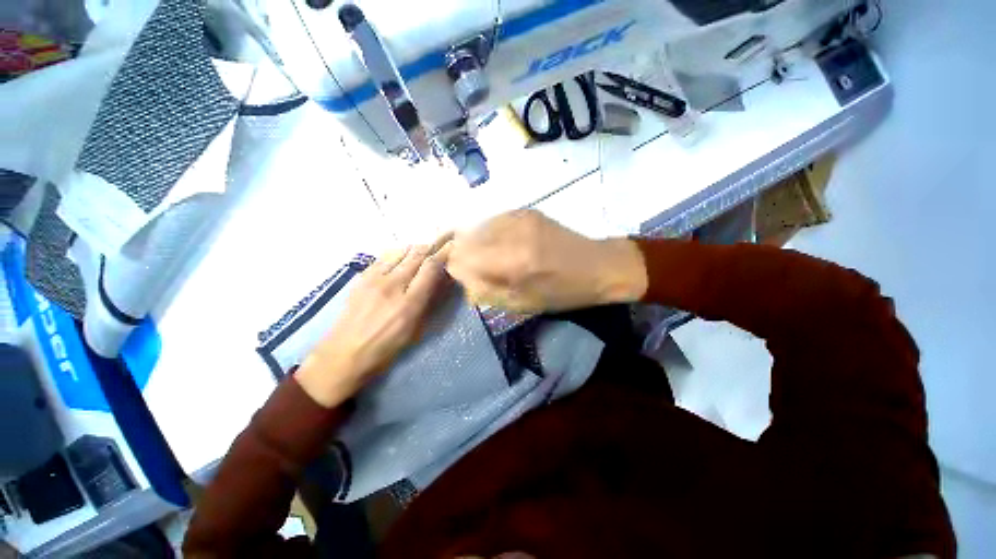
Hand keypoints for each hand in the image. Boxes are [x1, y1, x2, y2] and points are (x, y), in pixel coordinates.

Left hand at [296, 239, 451, 407]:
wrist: (344, 354)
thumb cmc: (386, 348)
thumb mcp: (416, 330)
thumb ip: (430, 302)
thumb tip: (443, 281)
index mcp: (410, 303)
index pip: (431, 267)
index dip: (445, 253)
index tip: (455, 245)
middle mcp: (393, 285)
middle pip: (417, 254)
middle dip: (433, 245)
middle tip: (444, 240)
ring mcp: (374, 279)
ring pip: (401, 251)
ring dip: (416, 249)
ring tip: (424, 251)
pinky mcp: (362, 277)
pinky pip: (384, 256)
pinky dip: (398, 253)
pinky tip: (402, 259)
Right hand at [446, 209, 646, 312]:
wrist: (597, 265)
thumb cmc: (562, 292)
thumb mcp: (522, 303)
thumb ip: (485, 289)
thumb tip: (460, 276)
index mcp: (512, 261)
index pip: (461, 258)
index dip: (457, 270)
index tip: (466, 279)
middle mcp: (512, 232)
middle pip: (465, 239)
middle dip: (465, 257)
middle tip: (479, 270)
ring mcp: (519, 216)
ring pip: (477, 228)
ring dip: (477, 245)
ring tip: (494, 259)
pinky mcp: (525, 210)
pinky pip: (493, 222)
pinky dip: (491, 235)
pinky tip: (505, 246)